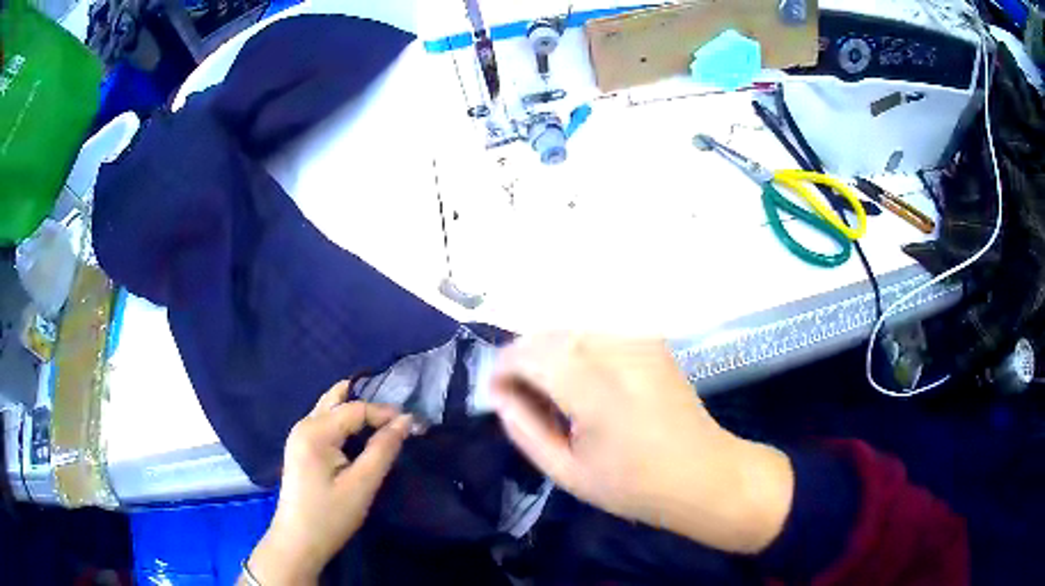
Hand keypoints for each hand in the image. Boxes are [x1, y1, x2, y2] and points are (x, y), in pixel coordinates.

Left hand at [245, 382, 411, 584]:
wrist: (298, 542)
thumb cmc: (330, 516)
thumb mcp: (362, 485)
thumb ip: (383, 450)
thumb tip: (405, 421)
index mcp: (315, 431)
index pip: (355, 408)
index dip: (384, 412)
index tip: (412, 424)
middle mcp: (304, 425)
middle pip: (337, 399)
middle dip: (368, 402)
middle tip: (396, 417)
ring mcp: (299, 436)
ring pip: (331, 409)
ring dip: (357, 413)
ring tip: (384, 426)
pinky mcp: (301, 448)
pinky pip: (326, 423)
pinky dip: (346, 425)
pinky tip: (362, 438)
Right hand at [490, 334, 793, 553]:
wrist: (703, 473)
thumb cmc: (634, 485)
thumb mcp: (568, 472)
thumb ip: (525, 430)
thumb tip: (499, 396)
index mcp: (596, 390)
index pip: (531, 355)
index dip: (503, 368)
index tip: (493, 392)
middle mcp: (618, 352)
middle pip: (549, 335)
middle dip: (522, 358)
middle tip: (517, 395)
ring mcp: (639, 341)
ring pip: (572, 331)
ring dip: (548, 354)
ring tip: (549, 393)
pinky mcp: (651, 341)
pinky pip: (597, 335)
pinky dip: (576, 351)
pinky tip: (581, 384)